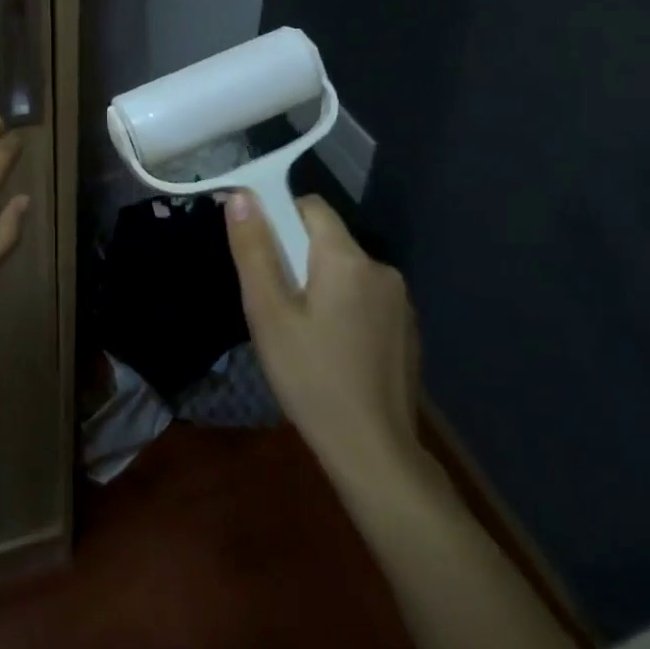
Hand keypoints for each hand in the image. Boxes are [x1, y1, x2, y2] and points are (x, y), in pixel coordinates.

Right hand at [224, 192, 432, 488]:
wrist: (374, 452)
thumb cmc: (311, 378)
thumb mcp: (268, 313)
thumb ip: (254, 250)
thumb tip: (242, 196)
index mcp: (347, 258)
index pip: (310, 206)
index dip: (279, 216)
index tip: (258, 251)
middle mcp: (380, 268)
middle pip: (328, 239)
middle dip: (296, 256)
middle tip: (273, 300)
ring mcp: (400, 301)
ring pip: (346, 269)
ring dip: (321, 282)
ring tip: (299, 329)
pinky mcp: (407, 329)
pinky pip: (366, 297)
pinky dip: (344, 306)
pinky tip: (332, 348)